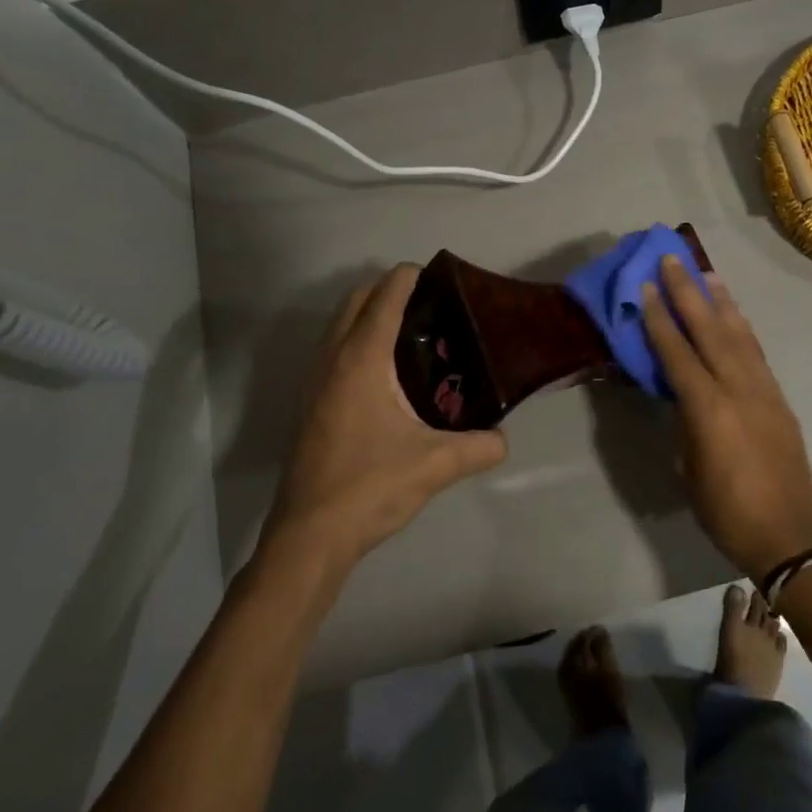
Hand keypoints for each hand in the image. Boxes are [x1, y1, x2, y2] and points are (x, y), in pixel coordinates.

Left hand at [264, 265, 507, 565]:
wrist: (309, 535)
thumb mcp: (436, 465)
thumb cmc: (370, 487)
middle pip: (356, 299)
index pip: (385, 296)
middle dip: (389, 289)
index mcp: (362, 360)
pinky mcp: (307, 402)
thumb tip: (504, 439)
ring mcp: (313, 380)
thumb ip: (480, 446)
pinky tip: (385, 373)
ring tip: (411, 333)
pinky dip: (356, 338)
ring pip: (338, 323)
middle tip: (431, 305)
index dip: (410, 277)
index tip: (440, 277)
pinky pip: (332, 348)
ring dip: (369, 313)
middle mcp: (332, 358)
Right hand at [640, 256, 811, 577]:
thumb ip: (685, 424)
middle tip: (673, 260)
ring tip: (706, 274)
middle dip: (688, 293)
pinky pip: (756, 353)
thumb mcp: (689, 469)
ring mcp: (764, 391)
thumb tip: (682, 397)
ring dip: (720, 302)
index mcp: (708, 409)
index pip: (677, 353)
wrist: (788, 534)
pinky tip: (734, 316)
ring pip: (739, 335)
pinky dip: (742, 328)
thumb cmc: (726, 511)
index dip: (659, 319)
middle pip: (710, 331)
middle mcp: (738, 389)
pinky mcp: (779, 399)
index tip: (647, 287)